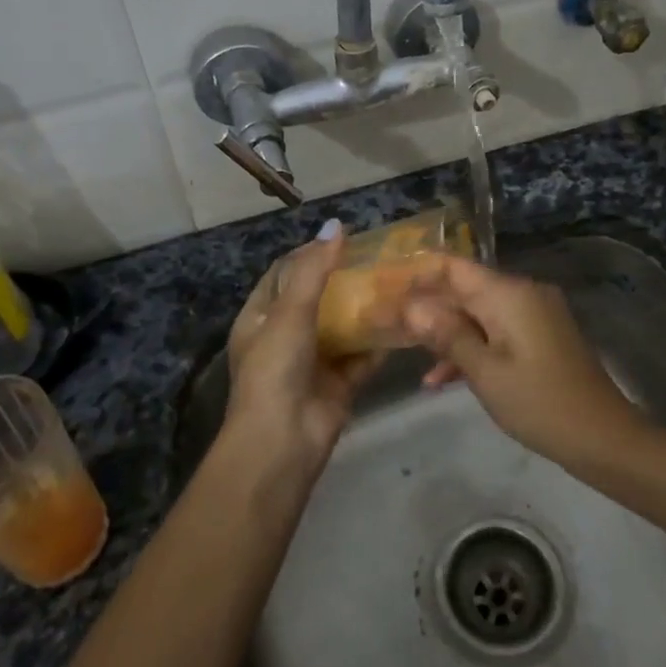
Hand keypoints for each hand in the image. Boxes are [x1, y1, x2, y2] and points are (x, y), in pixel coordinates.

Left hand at [225, 223, 377, 473]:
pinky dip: (380, 341)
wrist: (283, 440)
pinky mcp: (340, 383)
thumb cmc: (276, 368)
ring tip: (397, 282)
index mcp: (261, 317)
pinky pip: (362, 356)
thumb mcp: (290, 312)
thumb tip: (336, 226)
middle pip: (318, 299)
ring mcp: (314, 361)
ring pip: (343, 327)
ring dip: (365, 309)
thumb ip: (314, 270)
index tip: (345, 237)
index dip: (311, 253)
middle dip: (346, 280)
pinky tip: (404, 320)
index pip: (285, 274)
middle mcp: (286, 336)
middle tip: (380, 258)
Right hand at [399, 256, 640, 466]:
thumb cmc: (539, 403)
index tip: (384, 286)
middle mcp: (522, 294)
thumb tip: (411, 305)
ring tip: (404, 352)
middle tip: (385, 323)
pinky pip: (495, 332)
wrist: (603, 438)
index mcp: (509, 293)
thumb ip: (446, 334)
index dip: (417, 273)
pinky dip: (470, 348)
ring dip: (444, 332)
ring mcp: (533, 316)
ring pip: (477, 313)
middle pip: (463, 289)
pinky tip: (439, 379)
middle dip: (425, 307)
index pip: (454, 266)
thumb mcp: (485, 371)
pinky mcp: (539, 338)